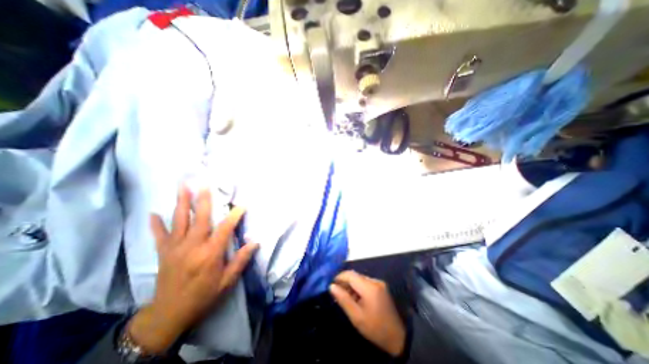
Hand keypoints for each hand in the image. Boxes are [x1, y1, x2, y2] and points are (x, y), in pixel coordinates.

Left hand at [126, 187, 258, 353]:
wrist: (169, 315)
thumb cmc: (203, 296)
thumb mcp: (227, 281)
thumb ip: (241, 260)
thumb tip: (255, 242)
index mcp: (210, 254)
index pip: (225, 229)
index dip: (234, 215)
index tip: (242, 205)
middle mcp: (192, 246)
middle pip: (199, 219)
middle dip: (203, 200)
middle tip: (204, 184)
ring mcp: (175, 248)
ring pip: (178, 221)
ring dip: (181, 203)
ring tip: (182, 187)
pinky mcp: (163, 253)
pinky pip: (159, 236)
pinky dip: (156, 224)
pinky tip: (153, 213)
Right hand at [330, 272, 404, 355]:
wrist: (397, 337)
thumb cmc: (374, 328)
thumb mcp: (356, 316)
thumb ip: (343, 299)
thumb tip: (331, 286)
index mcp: (369, 287)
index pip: (350, 274)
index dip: (339, 277)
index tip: (332, 285)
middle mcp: (374, 281)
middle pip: (355, 276)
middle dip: (345, 282)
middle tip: (337, 294)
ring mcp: (379, 283)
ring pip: (360, 278)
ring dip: (351, 285)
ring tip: (346, 298)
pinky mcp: (381, 286)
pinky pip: (366, 282)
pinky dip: (358, 287)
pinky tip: (356, 298)